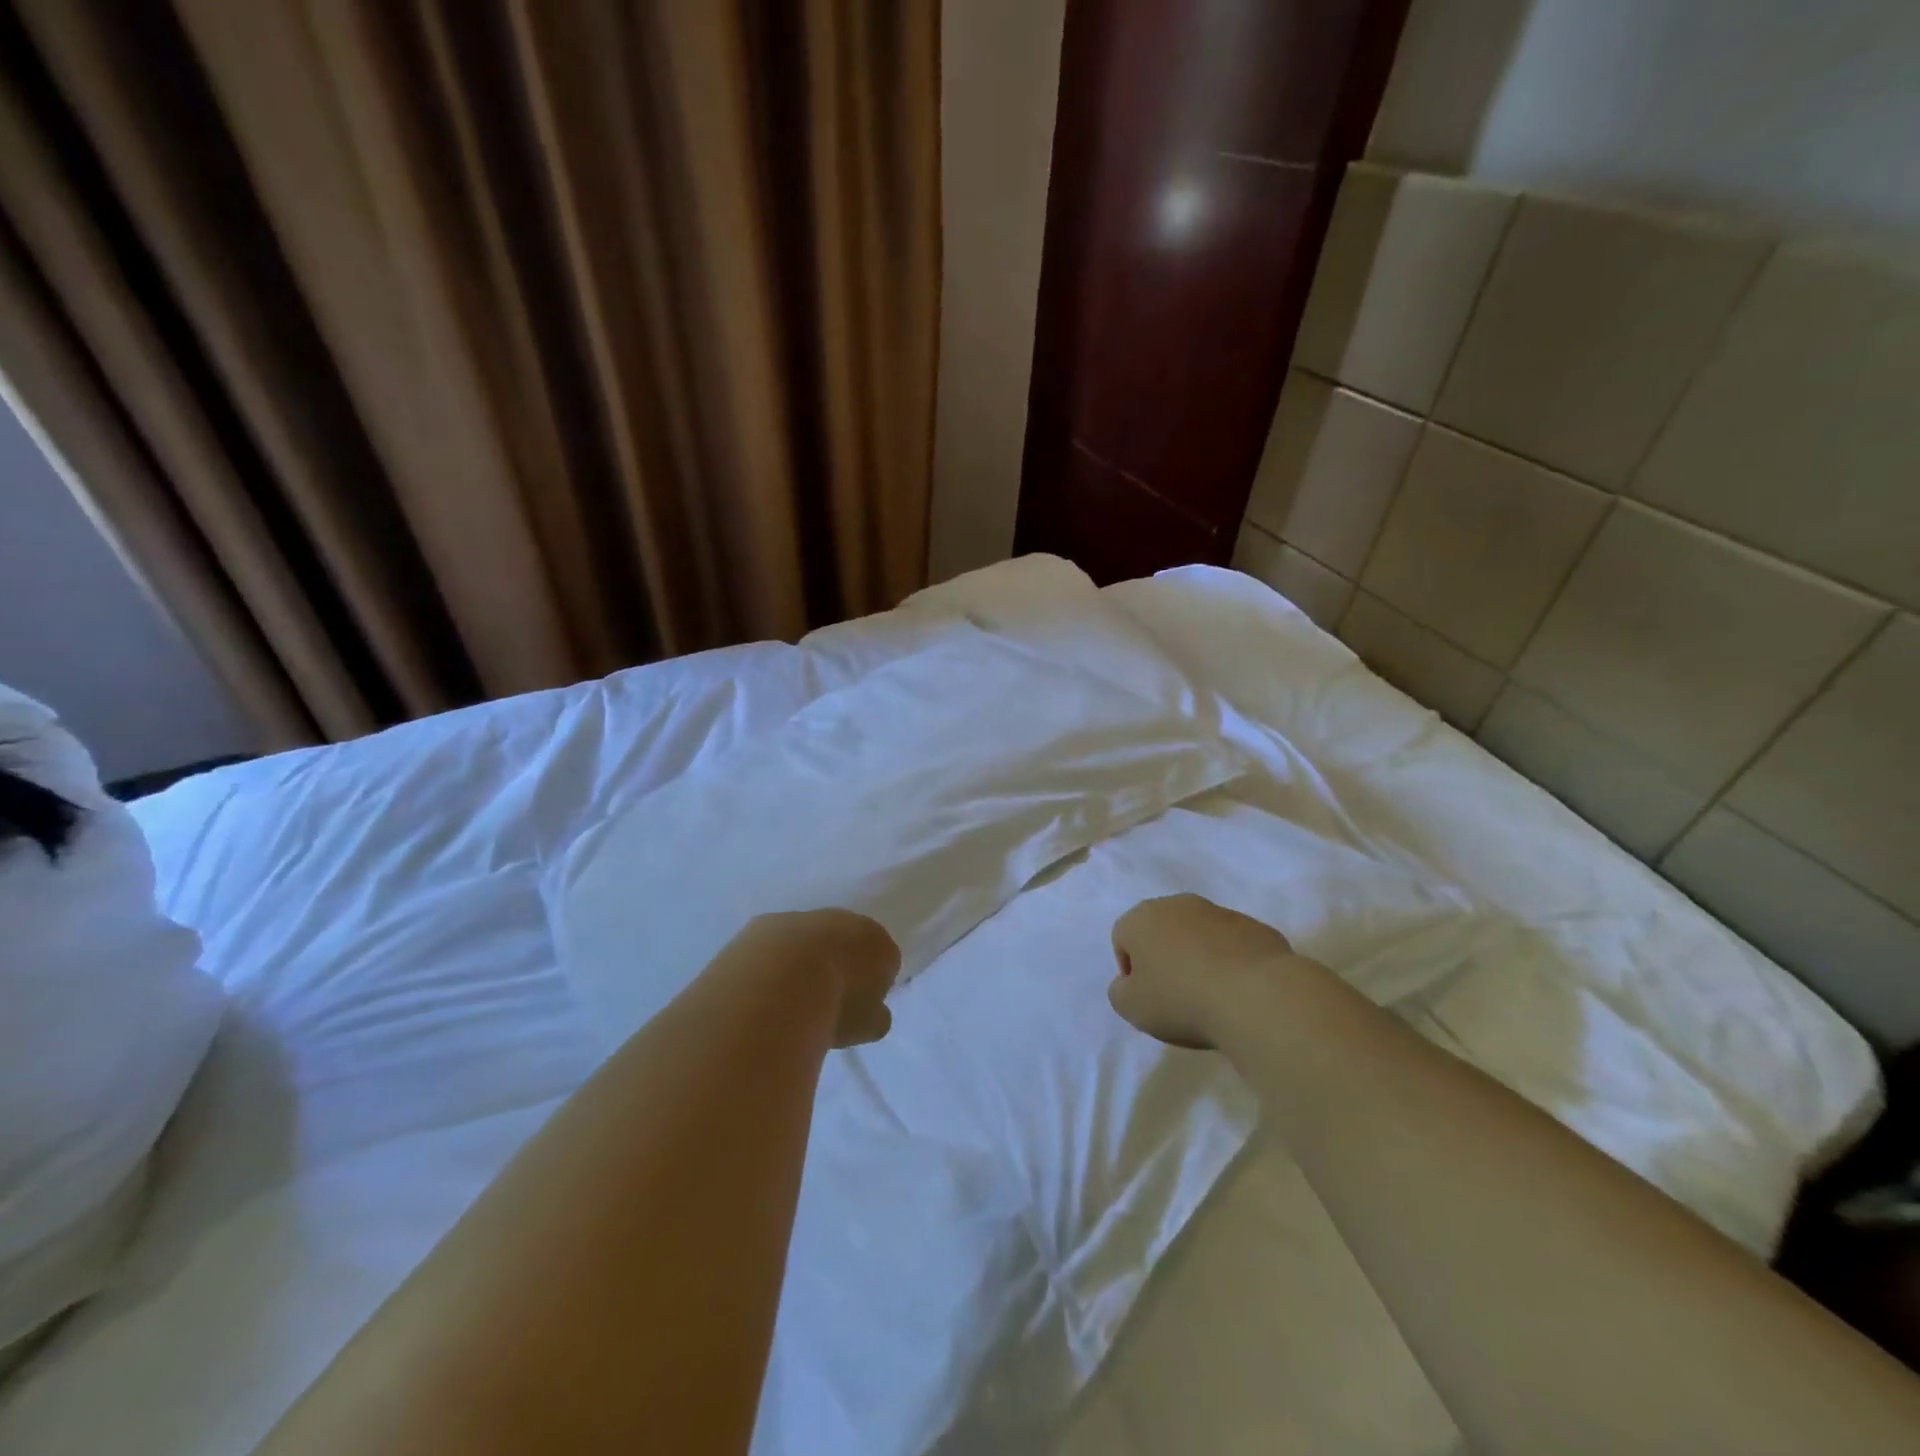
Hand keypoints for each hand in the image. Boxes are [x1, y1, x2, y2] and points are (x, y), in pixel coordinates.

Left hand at [740, 909, 901, 1047]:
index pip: (884, 959)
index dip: (873, 985)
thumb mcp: (869, 1026)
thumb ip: (875, 1016)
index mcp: (876, 940)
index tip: (859, 1008)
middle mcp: (842, 919)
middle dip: (838, 966)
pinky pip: (774, 946)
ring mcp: (801, 918)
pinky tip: (763, 991)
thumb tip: (871, 1013)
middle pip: (845, 942)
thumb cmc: (836, 1006)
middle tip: (825, 1003)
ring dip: (802, 964)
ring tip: (788, 1001)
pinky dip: (771, 964)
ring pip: (807, 942)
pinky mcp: (763, 924)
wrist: (779, 985)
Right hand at [1108, 894, 1303, 1049]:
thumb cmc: (1182, 1000)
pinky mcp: (1257, 927)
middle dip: (1165, 957)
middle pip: (1162, 931)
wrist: (1257, 996)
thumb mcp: (1131, 1008)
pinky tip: (1240, 992)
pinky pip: (1234, 945)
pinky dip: (1232, 963)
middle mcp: (1178, 904)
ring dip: (1199, 958)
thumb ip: (1120, 991)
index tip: (1148, 998)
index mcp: (1142, 918)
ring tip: (1213, 996)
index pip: (1123, 939)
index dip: (1131, 971)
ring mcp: (1221, 912)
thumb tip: (1130, 982)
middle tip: (1176, 995)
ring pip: (1199, 935)